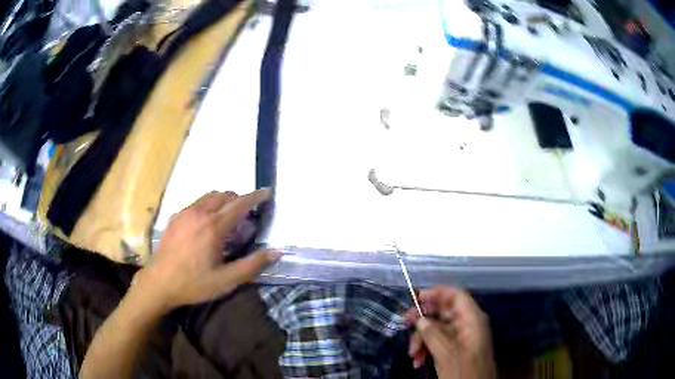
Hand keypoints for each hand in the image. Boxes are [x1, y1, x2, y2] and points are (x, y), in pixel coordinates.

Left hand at [134, 189, 279, 310]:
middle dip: (239, 198)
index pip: (239, 204)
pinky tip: (205, 224)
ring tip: (227, 217)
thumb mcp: (226, 280)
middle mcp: (199, 213)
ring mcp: (185, 213)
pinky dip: (207, 206)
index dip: (255, 196)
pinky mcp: (175, 218)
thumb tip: (277, 252)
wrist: (159, 283)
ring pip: (209, 196)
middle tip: (247, 212)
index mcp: (214, 227)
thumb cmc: (194, 283)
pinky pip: (196, 203)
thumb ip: (252, 265)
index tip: (267, 192)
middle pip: (224, 195)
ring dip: (223, 200)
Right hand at [405, 287, 495, 378]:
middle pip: (444, 311)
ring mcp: (463, 338)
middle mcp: (469, 325)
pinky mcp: (457, 350)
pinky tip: (418, 361)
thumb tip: (421, 320)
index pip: (456, 295)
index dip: (437, 293)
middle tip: (405, 322)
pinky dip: (427, 349)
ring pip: (438, 329)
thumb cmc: (464, 371)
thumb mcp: (446, 354)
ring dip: (422, 339)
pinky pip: (440, 342)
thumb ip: (433, 334)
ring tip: (413, 354)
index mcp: (472, 320)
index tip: (416, 298)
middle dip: (424, 319)